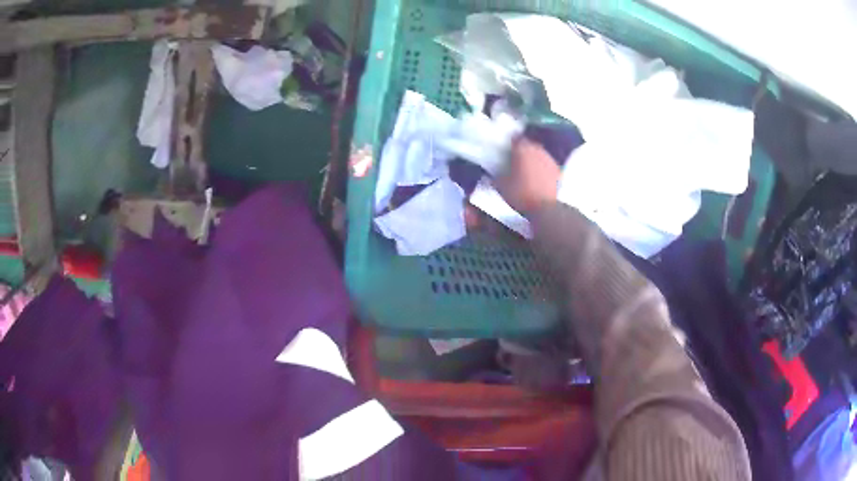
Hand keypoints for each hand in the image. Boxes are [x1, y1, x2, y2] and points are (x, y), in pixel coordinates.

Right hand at [496, 138, 560, 215]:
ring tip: (527, 168)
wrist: (546, 208)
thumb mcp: (501, 187)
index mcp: (522, 150)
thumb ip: (496, 176)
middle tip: (516, 158)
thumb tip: (491, 174)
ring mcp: (549, 159)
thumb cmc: (521, 194)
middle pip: (529, 144)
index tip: (505, 148)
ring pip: (539, 153)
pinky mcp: (558, 170)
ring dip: (533, 158)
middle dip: (523, 149)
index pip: (515, 138)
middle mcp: (537, 150)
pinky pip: (547, 164)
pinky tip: (538, 177)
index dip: (510, 142)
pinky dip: (542, 167)